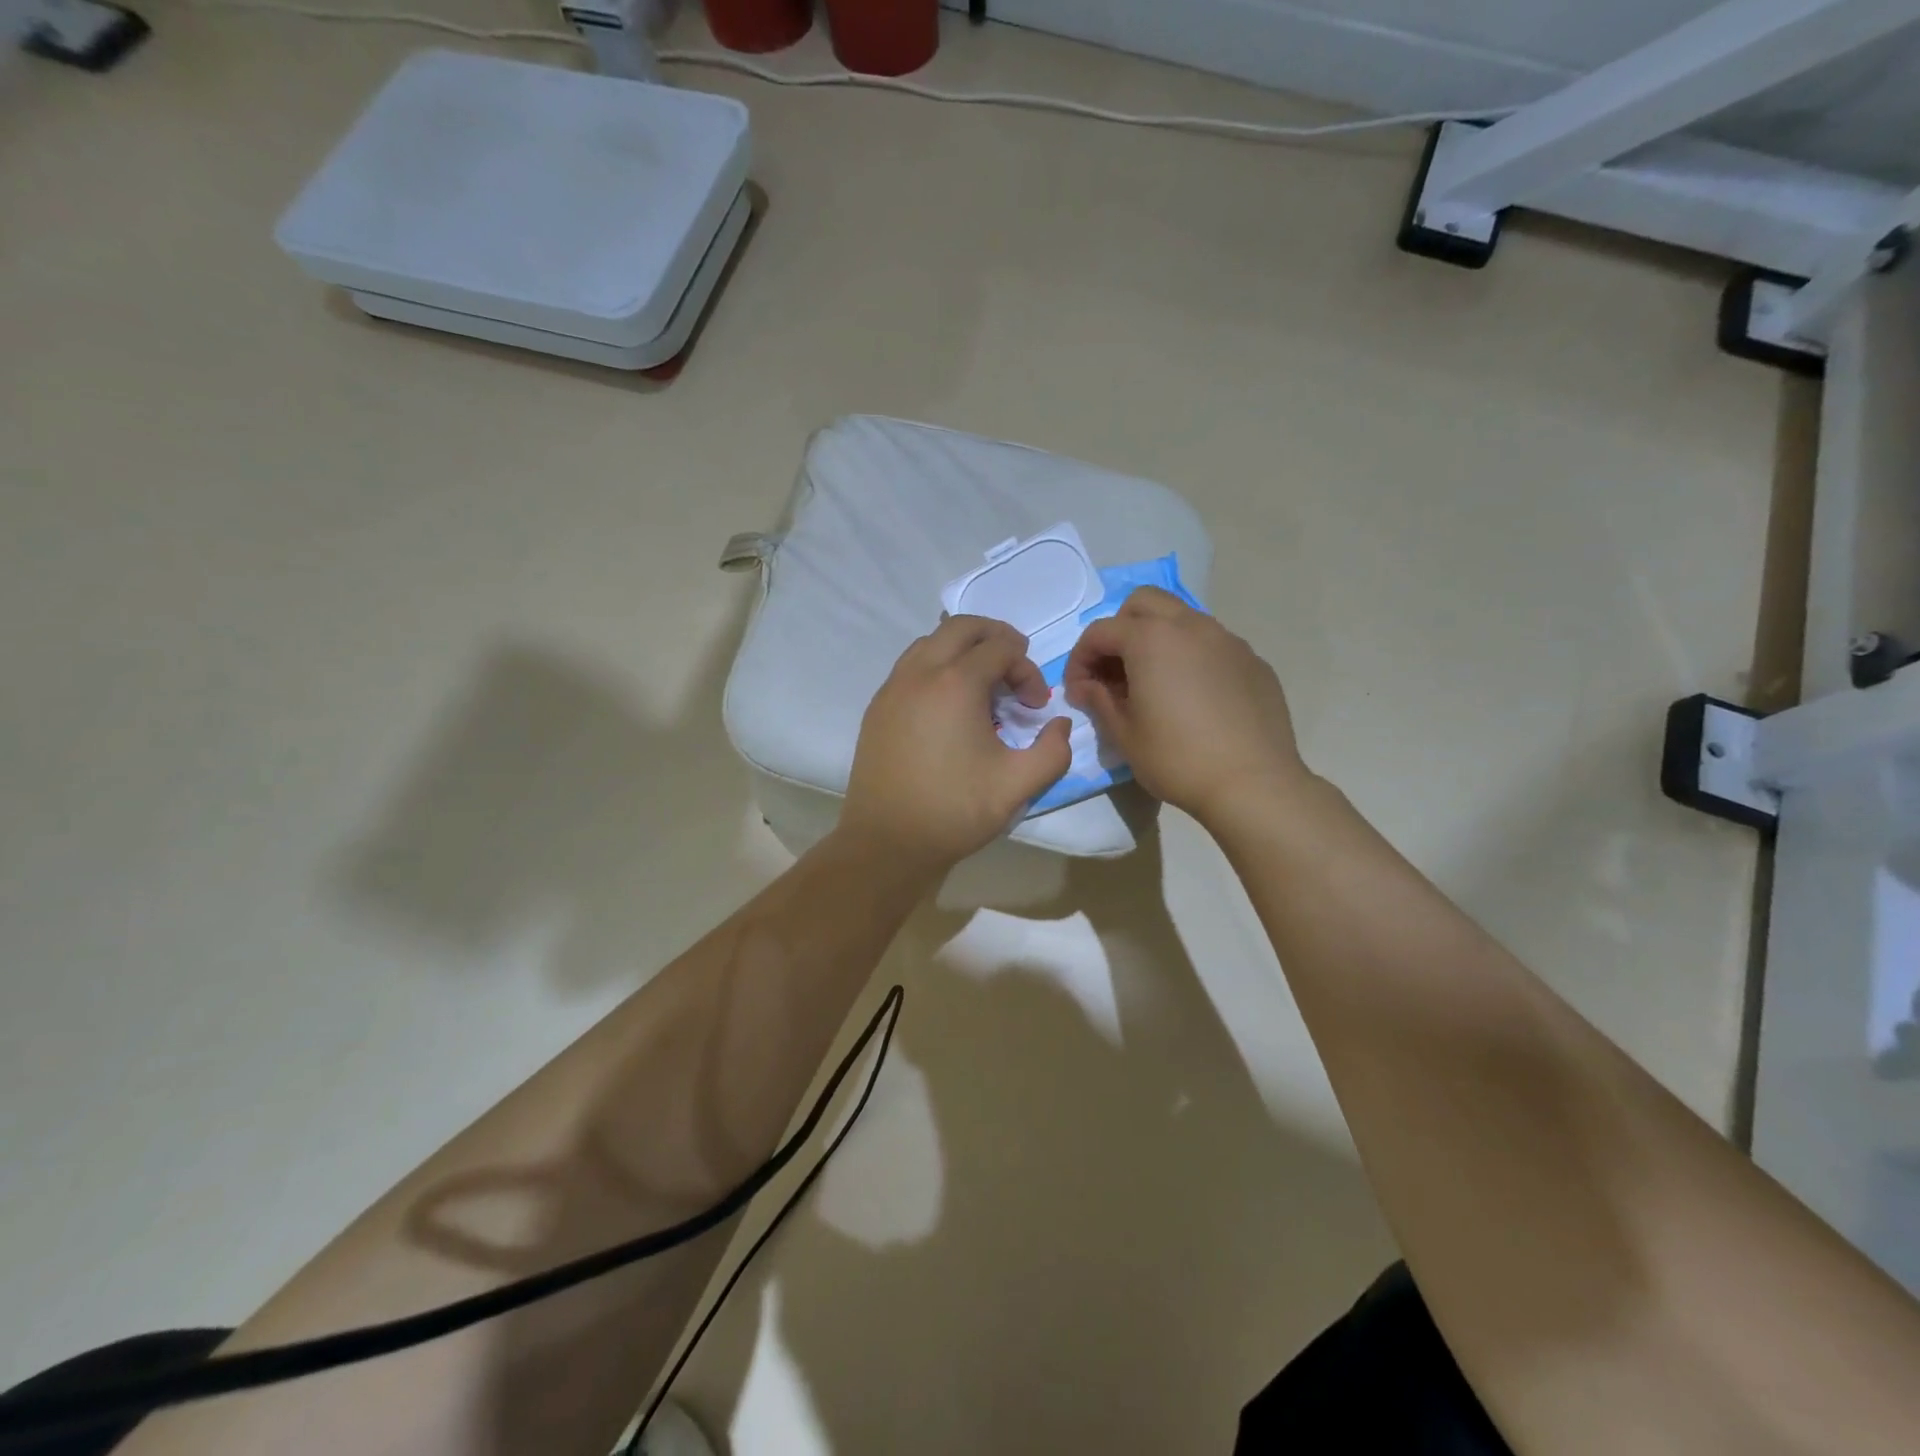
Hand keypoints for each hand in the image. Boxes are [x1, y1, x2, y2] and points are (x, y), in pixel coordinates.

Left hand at [840, 616, 1072, 872]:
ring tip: (983, 683)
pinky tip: (948, 704)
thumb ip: (1053, 751)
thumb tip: (1061, 725)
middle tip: (1016, 665)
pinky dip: (936, 666)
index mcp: (955, 683)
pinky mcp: (877, 707)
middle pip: (961, 627)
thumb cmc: (954, 811)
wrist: (888, 842)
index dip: (1028, 670)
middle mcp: (919, 673)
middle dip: (995, 638)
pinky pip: (910, 666)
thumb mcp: (1018, 785)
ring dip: (962, 650)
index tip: (1036, 707)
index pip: (1000, 649)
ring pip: (930, 642)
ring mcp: (892, 688)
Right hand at [1063, 587, 1307, 827]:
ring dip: (1157, 639)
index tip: (1079, 693)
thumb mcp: (1124, 735)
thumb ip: (1099, 700)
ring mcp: (1228, 640)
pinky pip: (1212, 644)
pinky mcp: (1253, 661)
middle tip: (1114, 671)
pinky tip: (1193, 698)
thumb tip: (1087, 687)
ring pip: (1182, 618)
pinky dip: (1191, 657)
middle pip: (1143, 603)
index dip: (1080, 660)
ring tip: (1154, 683)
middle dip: (1119, 629)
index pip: (1100, 632)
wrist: (1254, 784)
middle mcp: (1191, 626)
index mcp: (1151, 639)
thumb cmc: (1178, 759)